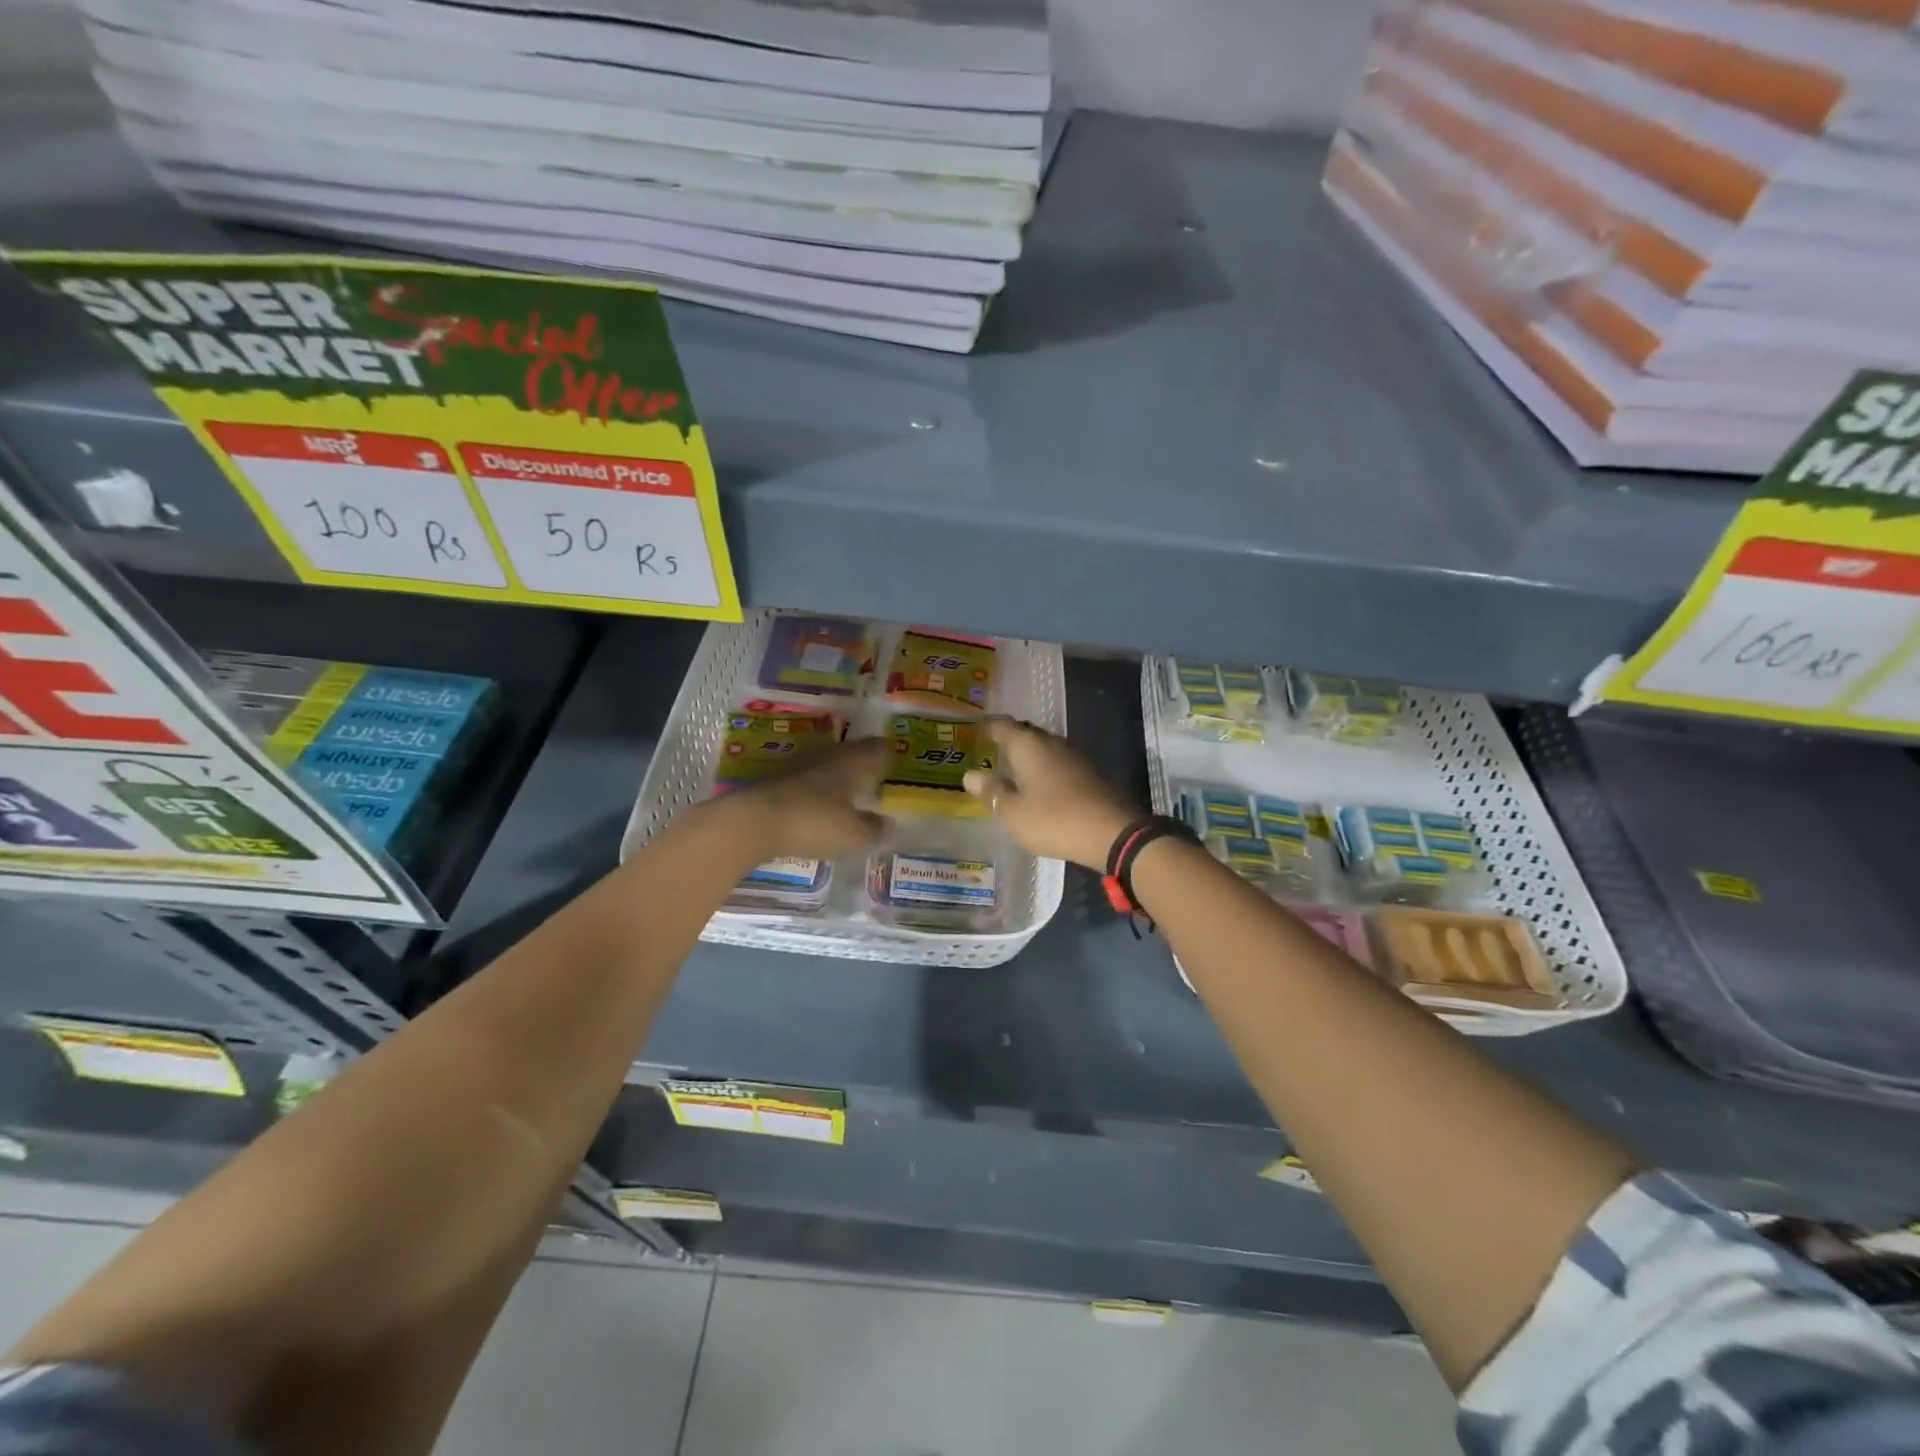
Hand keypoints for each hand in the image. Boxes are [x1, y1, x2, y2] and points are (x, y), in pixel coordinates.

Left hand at [718, 737, 889, 861]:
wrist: (754, 821)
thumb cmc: (814, 822)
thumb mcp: (852, 835)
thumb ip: (873, 830)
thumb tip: (889, 825)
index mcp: (853, 762)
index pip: (878, 749)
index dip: (887, 755)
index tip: (894, 763)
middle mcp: (829, 755)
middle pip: (853, 752)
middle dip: (863, 763)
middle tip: (874, 778)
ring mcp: (800, 764)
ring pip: (828, 763)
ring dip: (839, 774)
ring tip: (848, 793)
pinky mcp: (778, 778)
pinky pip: (808, 778)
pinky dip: (817, 788)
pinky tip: (818, 804)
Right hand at [963, 718, 1137, 869]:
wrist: (1112, 833)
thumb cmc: (1054, 819)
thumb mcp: (1013, 812)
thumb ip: (991, 792)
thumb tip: (970, 775)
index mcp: (1028, 746)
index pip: (1002, 726)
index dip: (987, 727)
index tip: (974, 730)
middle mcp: (1052, 743)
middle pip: (1025, 734)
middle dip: (1008, 740)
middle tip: (989, 750)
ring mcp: (1074, 758)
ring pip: (1044, 749)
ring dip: (1028, 757)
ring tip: (1011, 769)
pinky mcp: (1090, 775)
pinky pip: (1058, 765)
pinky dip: (1044, 771)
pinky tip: (1039, 786)